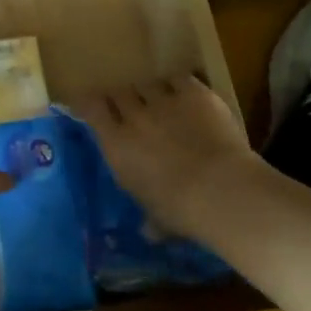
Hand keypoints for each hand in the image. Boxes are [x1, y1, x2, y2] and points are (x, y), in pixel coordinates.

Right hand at [63, 76, 262, 240]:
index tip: (92, 105)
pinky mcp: (194, 93)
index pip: (91, 109)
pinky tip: (186, 94)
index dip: (90, 103)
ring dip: (151, 92)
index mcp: (116, 145)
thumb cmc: (180, 211)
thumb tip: (149, 232)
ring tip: (161, 101)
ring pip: (147, 84)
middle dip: (123, 98)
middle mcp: (134, 117)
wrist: (221, 190)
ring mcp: (164, 101)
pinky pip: (178, 78)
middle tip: (132, 108)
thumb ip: (149, 220)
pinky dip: (179, 85)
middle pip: (119, 92)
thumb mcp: (156, 218)